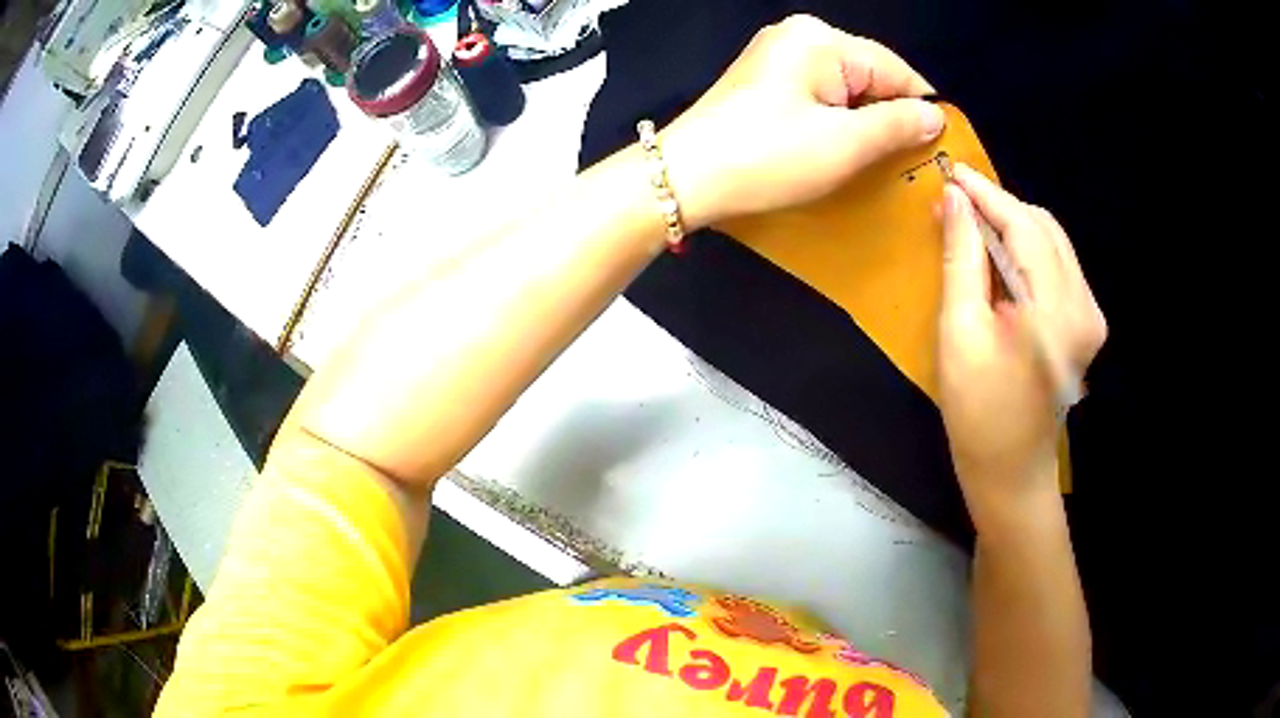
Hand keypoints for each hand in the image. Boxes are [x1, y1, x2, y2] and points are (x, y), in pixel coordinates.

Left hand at [659, 15, 943, 228]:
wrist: (685, 177)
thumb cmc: (767, 157)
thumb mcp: (845, 144)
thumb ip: (897, 125)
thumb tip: (934, 116)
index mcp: (820, 40)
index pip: (895, 69)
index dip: (921, 108)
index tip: (939, 147)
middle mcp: (798, 36)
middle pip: (870, 74)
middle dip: (890, 115)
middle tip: (905, 161)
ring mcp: (777, 55)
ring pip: (846, 87)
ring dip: (864, 121)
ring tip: (875, 160)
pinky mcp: (765, 79)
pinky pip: (819, 94)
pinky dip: (836, 119)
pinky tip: (841, 147)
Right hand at [938, 164, 1106, 529]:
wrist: (1012, 472)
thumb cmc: (978, 413)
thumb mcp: (960, 333)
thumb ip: (962, 259)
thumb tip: (954, 200)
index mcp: (1055, 311)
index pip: (1024, 225)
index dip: (986, 194)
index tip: (951, 172)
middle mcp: (1084, 305)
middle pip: (1043, 227)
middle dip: (999, 207)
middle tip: (955, 205)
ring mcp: (1091, 315)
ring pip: (1052, 242)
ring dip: (1012, 226)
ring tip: (971, 228)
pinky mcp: (1087, 323)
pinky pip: (1057, 265)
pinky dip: (1027, 250)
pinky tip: (1000, 258)